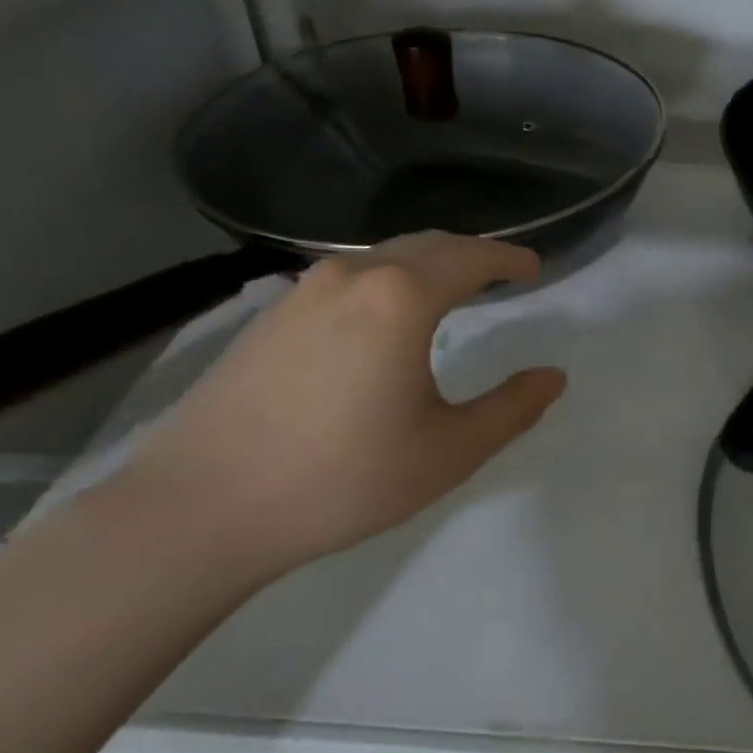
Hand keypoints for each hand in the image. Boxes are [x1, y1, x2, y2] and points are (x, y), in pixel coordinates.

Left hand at [114, 233, 565, 579]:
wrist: (200, 507)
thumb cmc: (341, 479)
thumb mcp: (448, 452)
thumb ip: (511, 409)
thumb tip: (552, 377)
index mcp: (402, 298)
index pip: (472, 258)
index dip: (509, 259)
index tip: (534, 268)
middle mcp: (353, 275)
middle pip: (428, 244)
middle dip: (472, 254)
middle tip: (501, 274)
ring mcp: (303, 290)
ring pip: (383, 257)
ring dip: (427, 264)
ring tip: (451, 291)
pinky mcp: (270, 314)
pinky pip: (348, 278)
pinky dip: (387, 281)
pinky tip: (385, 317)